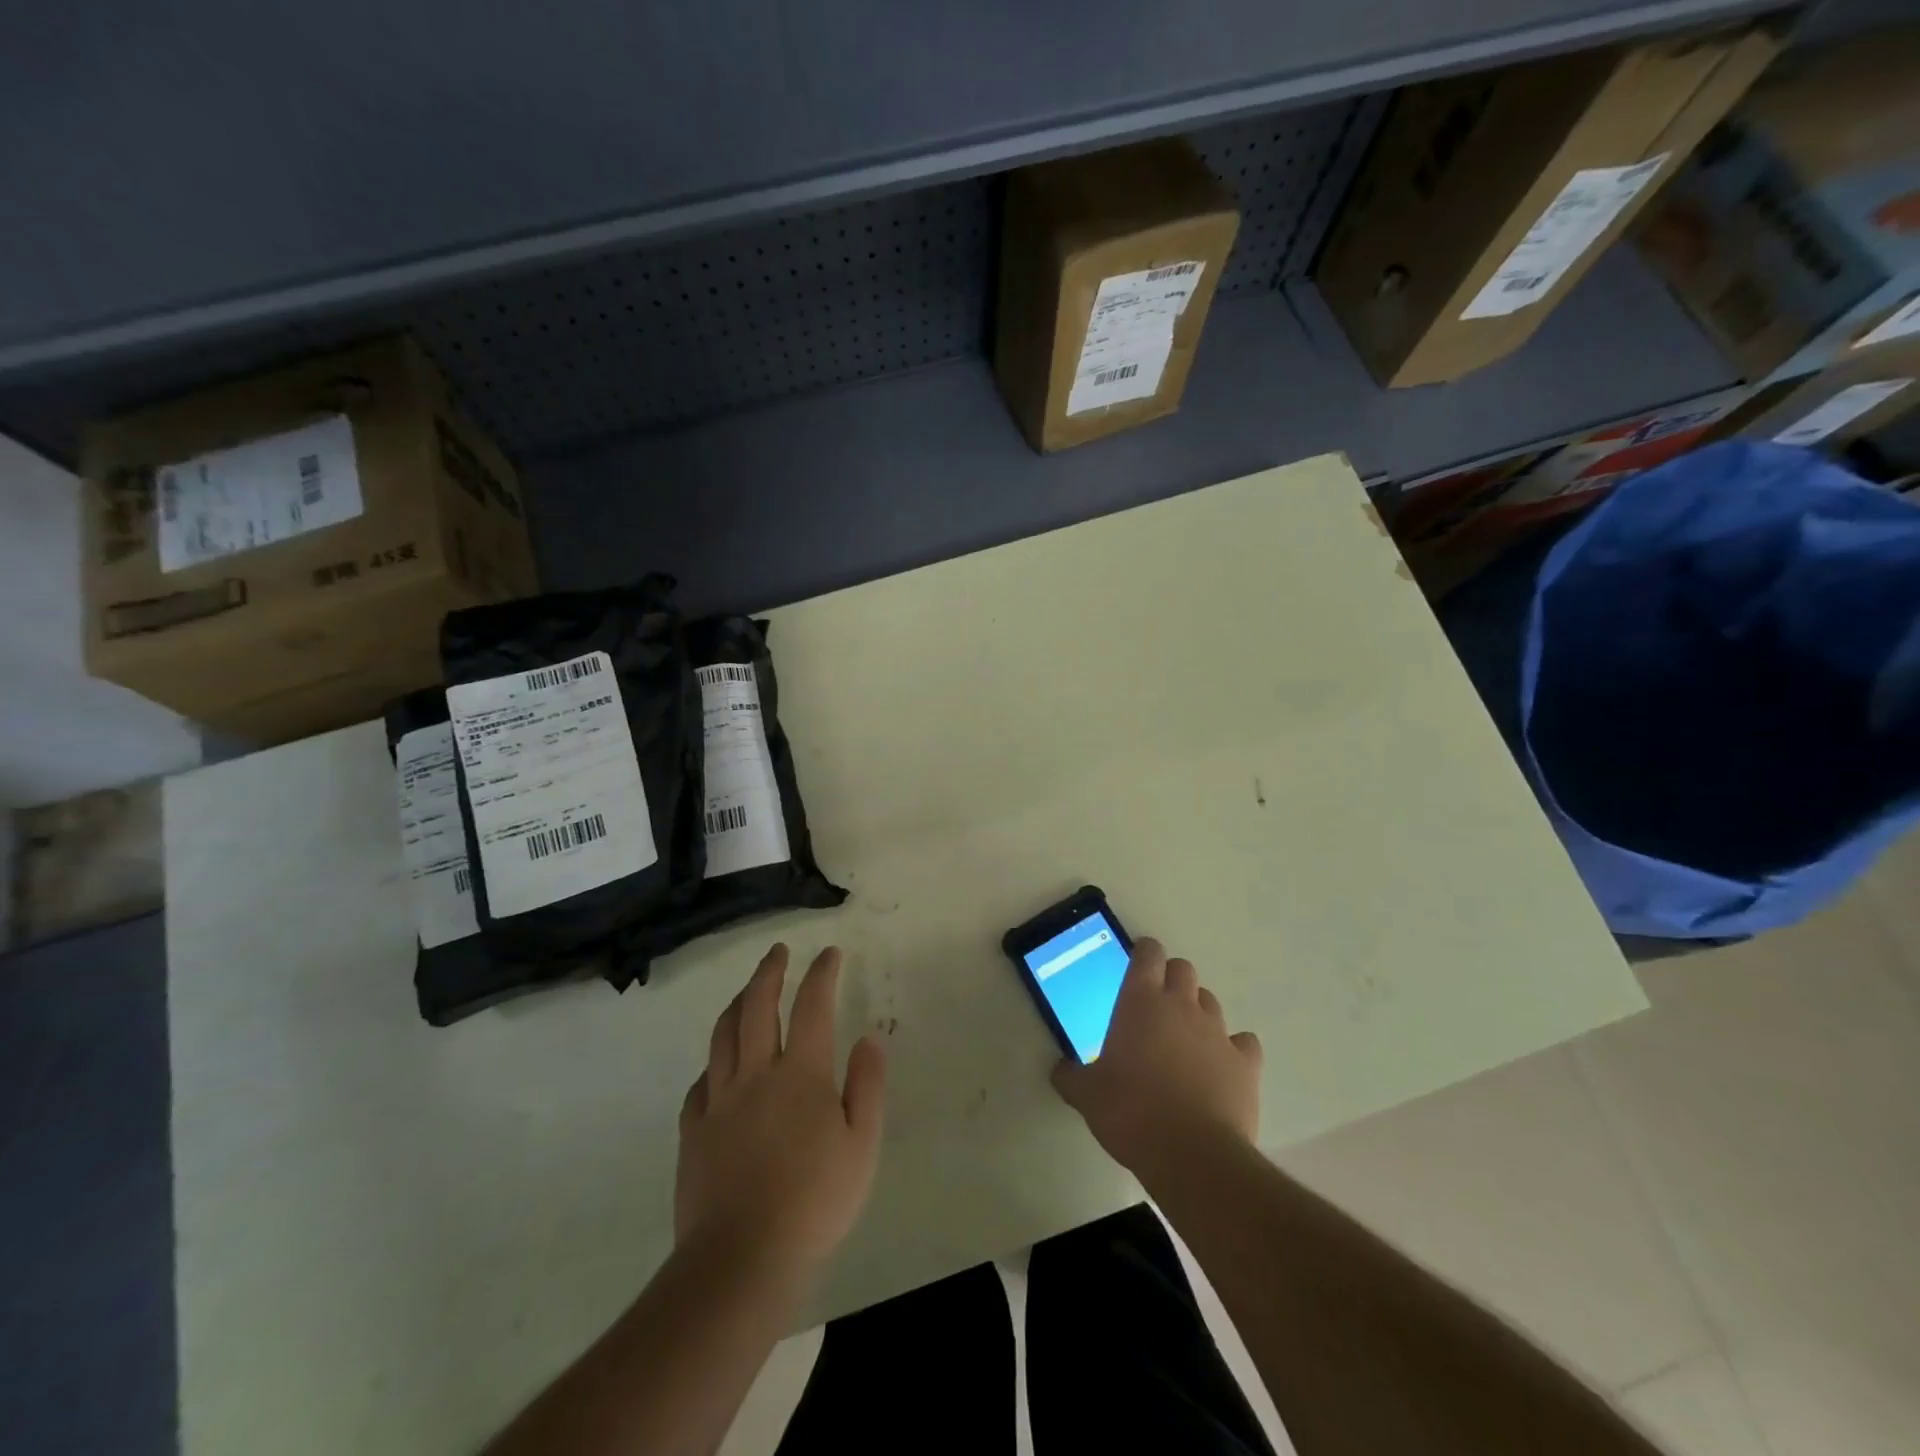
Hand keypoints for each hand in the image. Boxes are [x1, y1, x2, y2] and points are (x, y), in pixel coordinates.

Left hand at [676, 944, 886, 1274]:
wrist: (742, 1259)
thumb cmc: (815, 1201)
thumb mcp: (863, 1145)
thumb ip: (867, 1085)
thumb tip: (869, 1037)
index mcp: (800, 1073)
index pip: (812, 1005)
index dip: (821, 973)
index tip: (829, 953)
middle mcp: (756, 1073)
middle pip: (757, 1006)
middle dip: (769, 972)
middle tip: (778, 951)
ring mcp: (719, 1101)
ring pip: (722, 1035)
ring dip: (736, 1003)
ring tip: (745, 991)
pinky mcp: (693, 1131)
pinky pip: (701, 1082)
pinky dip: (713, 1061)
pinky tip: (719, 1066)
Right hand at [1052, 938, 1261, 1182]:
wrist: (1192, 1155)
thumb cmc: (1131, 1113)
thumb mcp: (1086, 1095)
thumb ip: (1071, 1076)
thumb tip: (1060, 1069)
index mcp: (1140, 1002)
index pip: (1148, 954)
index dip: (1144, 953)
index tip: (1137, 964)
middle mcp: (1182, 1006)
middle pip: (1183, 969)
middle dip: (1171, 979)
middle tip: (1156, 1005)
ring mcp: (1218, 1032)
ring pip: (1210, 1001)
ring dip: (1197, 1011)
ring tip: (1185, 1039)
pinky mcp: (1246, 1063)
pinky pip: (1243, 1042)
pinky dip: (1233, 1048)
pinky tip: (1222, 1066)